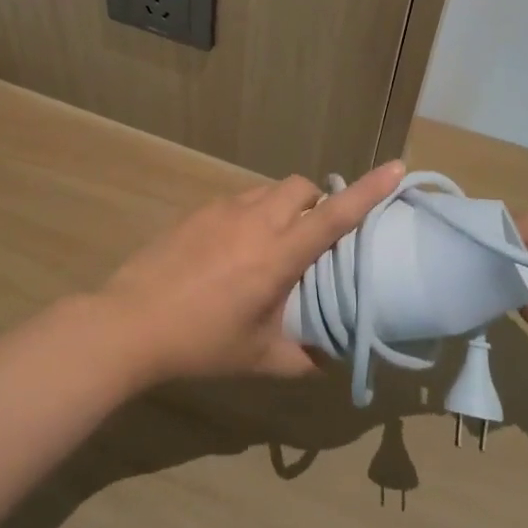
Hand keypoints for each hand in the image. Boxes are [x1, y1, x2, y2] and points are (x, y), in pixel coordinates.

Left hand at [99, 161, 405, 381]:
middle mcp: (255, 221)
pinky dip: (253, 212)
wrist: (131, 322)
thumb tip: (329, 360)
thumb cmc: (200, 342)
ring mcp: (223, 210)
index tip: (396, 167)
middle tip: (314, 236)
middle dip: (318, 200)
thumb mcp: (258, 358)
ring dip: (285, 205)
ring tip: (274, 242)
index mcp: (277, 255)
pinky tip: (235, 247)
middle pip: (302, 187)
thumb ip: (301, 358)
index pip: (334, 216)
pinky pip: (240, 199)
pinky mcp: (198, 211)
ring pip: (269, 189)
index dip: (368, 191)